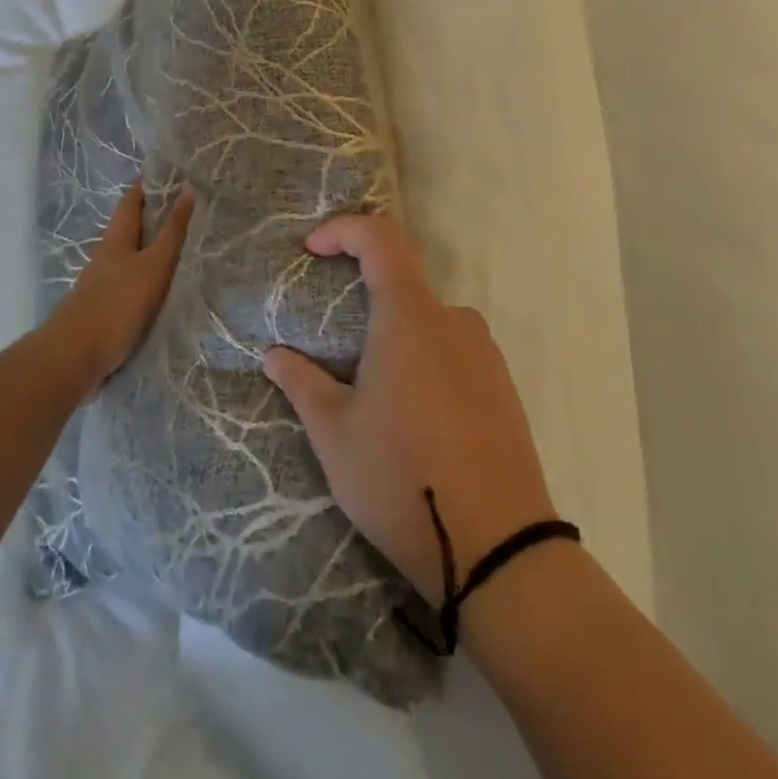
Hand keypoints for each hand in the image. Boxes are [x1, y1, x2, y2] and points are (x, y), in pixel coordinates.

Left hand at [51, 183, 193, 391]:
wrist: (75, 358)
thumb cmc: (117, 304)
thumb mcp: (153, 265)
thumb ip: (172, 231)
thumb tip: (187, 188)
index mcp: (116, 237)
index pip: (133, 199)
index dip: (151, 183)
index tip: (177, 173)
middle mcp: (108, 254)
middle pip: (134, 226)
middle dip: (158, 214)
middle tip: (193, 207)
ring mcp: (105, 282)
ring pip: (134, 254)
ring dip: (156, 246)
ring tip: (189, 244)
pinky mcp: (108, 307)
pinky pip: (134, 280)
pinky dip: (152, 274)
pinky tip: (168, 284)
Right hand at [262, 214, 557, 604]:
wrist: (498, 549)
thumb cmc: (402, 479)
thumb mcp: (335, 434)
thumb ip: (302, 383)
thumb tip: (274, 355)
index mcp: (411, 317)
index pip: (381, 239)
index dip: (344, 230)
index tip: (311, 249)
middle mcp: (454, 320)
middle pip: (404, 284)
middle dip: (363, 300)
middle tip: (333, 347)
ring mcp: (486, 353)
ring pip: (428, 323)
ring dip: (394, 338)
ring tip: (371, 394)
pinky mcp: (503, 386)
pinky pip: (453, 352)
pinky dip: (423, 361)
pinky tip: (412, 417)